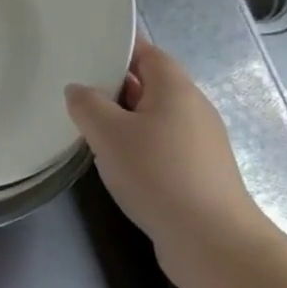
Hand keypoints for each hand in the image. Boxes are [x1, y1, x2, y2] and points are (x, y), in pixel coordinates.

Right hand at [65, 43, 272, 275]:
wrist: (209, 239)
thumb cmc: (157, 174)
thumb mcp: (109, 134)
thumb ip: (87, 105)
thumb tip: (78, 90)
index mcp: (176, 89)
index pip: (148, 53)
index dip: (120, 48)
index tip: (87, 49)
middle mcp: (193, 109)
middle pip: (151, 84)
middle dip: (115, 85)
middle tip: (77, 88)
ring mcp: (199, 142)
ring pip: (154, 117)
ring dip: (124, 119)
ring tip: (88, 125)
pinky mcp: (196, 172)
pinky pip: (160, 144)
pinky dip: (136, 145)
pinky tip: (114, 161)